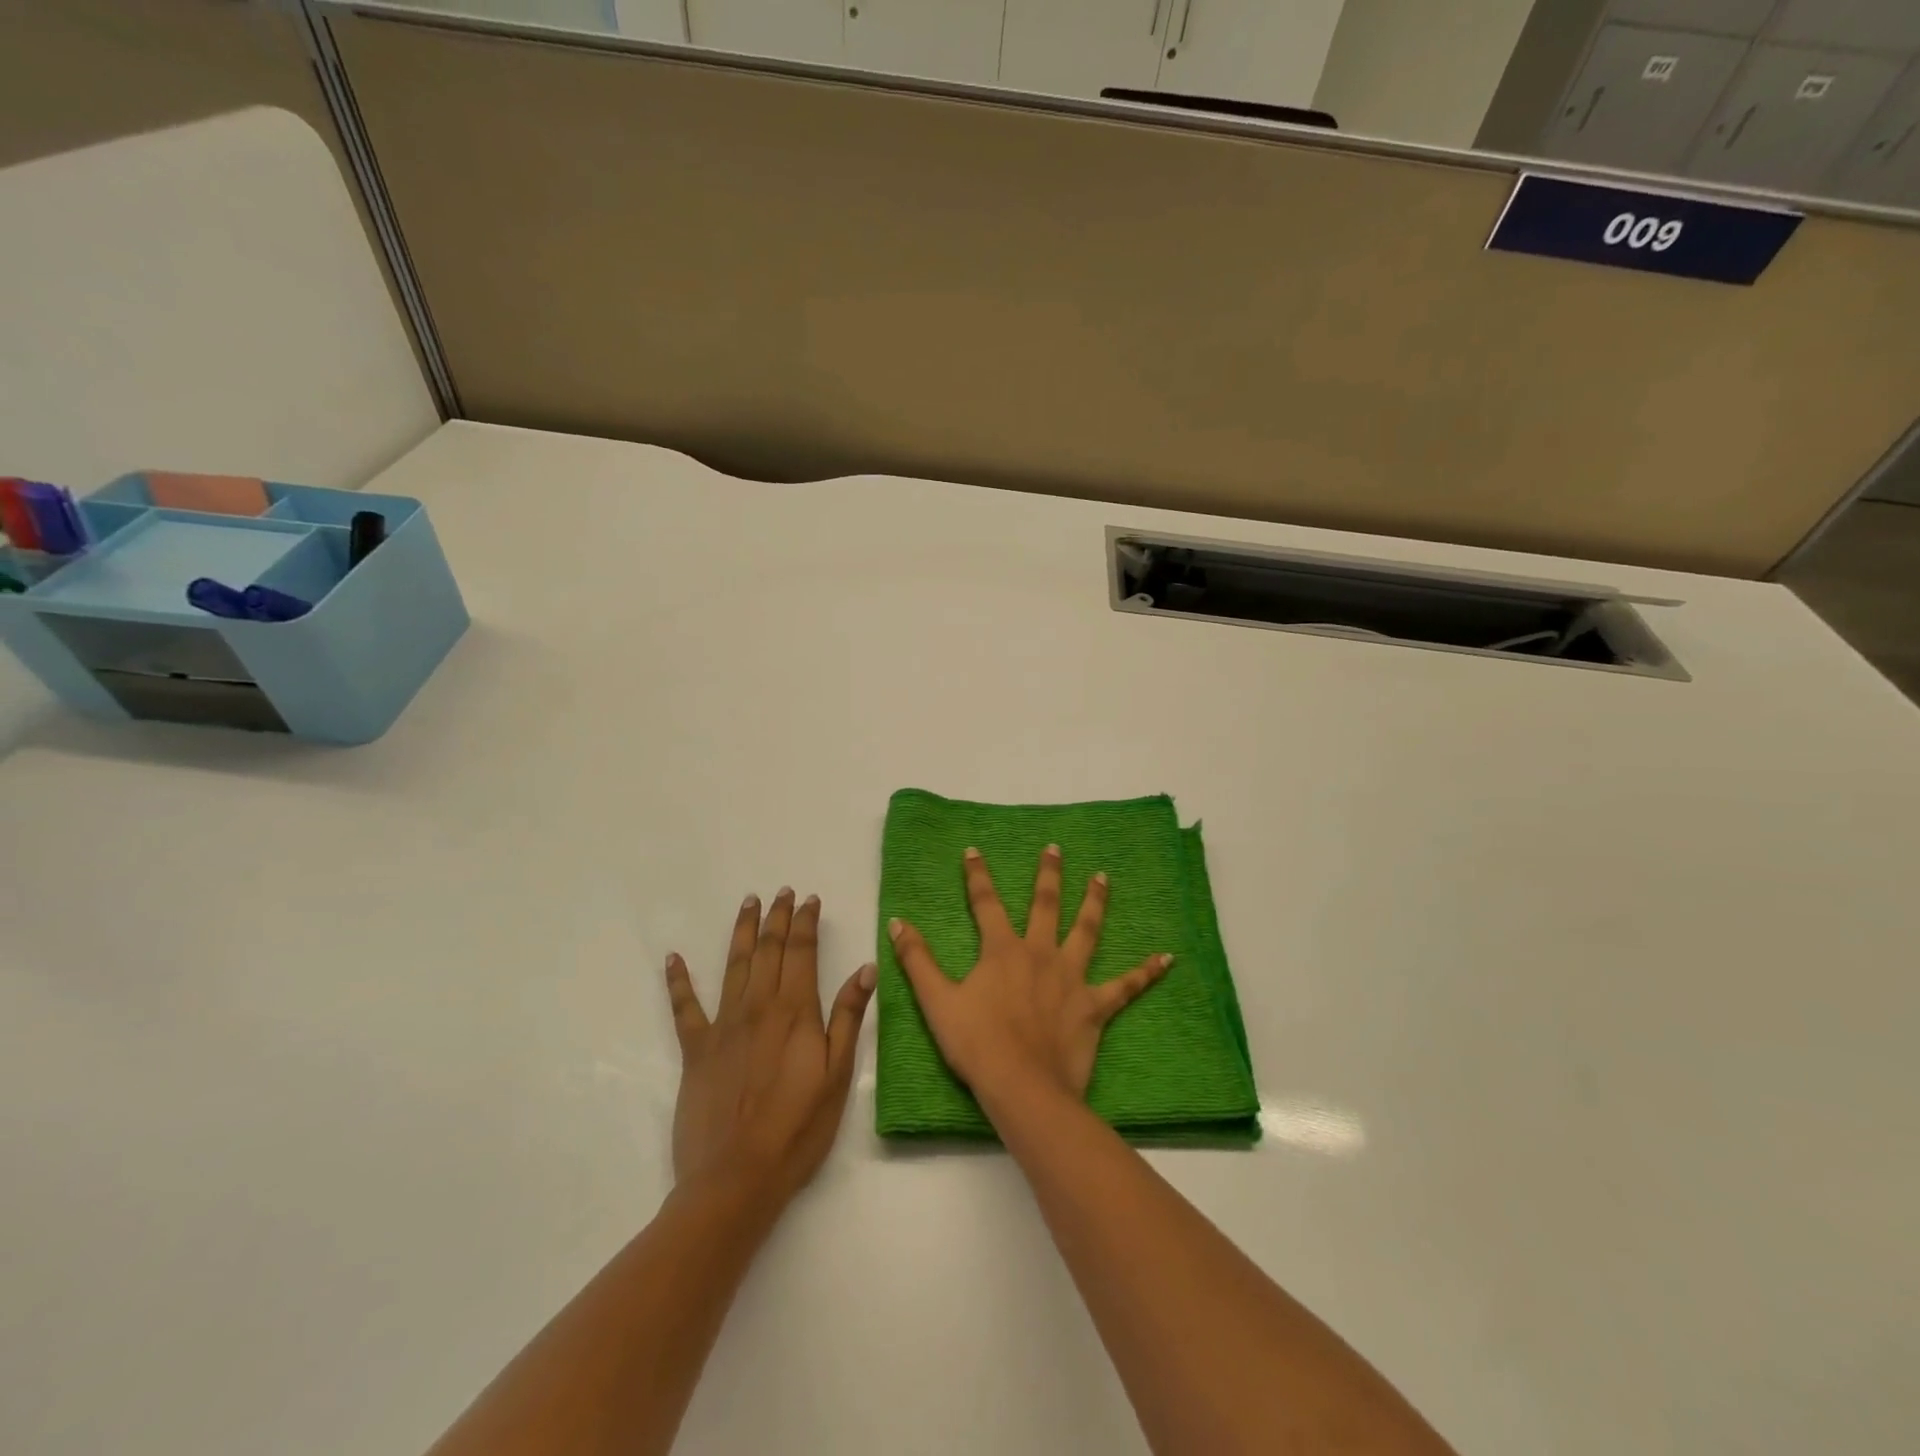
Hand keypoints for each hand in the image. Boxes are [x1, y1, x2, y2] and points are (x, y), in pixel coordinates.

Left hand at [665, 889, 875, 1206]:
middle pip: (768, 950)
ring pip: (733, 965)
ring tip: (748, 903)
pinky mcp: (695, 1049)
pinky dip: (678, 981)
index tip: (809, 899)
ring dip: (741, 931)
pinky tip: (673, 958)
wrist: (735, 1179)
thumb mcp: (837, 1074)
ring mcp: (723, 1025)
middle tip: (781, 892)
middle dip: (776, 917)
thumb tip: (865, 968)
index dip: (806, 922)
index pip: (802, 952)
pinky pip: (684, 1007)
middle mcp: (758, 1007)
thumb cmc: (797, 1129)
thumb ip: (848, 1017)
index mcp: (795, 1011)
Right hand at [889, 846, 1171, 1110]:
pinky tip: (1166, 958)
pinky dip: (1146, 972)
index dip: (978, 876)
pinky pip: (1125, 986)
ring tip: (1103, 877)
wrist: (1022, 1086)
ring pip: (1087, 930)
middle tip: (1055, 848)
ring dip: (1095, 902)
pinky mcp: (1095, 1007)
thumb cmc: (977, 1043)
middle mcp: (1040, 953)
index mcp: (1003, 950)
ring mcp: (1071, 978)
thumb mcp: (937, 1000)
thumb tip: (897, 923)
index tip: (973, 851)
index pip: (986, 903)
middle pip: (1045, 905)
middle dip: (1048, 874)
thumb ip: (916, 960)